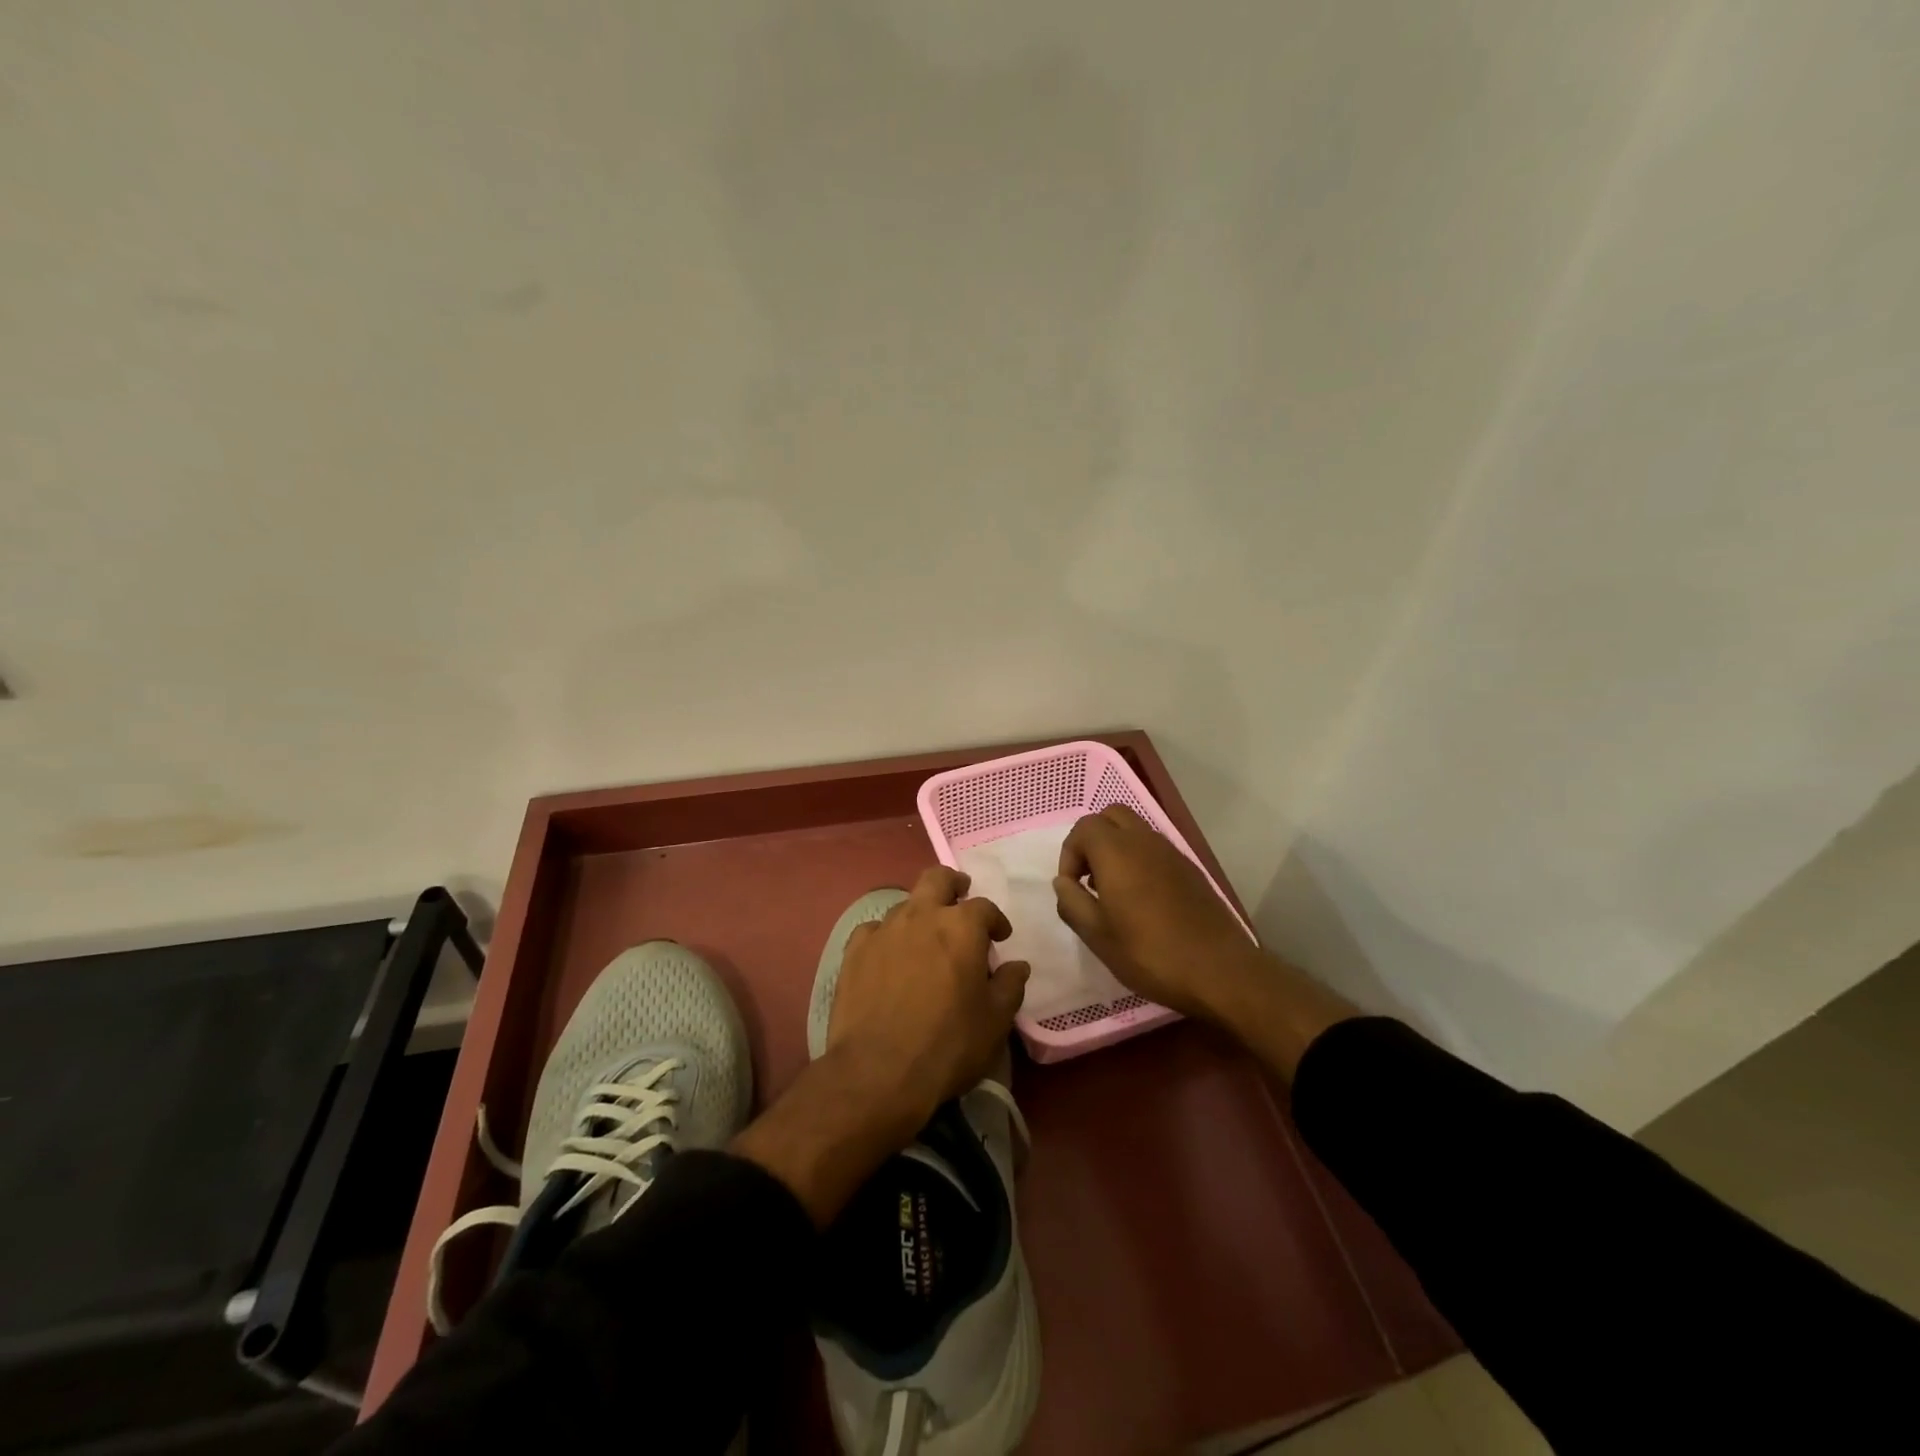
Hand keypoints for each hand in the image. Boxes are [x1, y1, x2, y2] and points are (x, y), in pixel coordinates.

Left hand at [734, 867, 1027, 1226]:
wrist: (877, 1072)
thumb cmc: (948, 1045)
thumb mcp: (994, 1022)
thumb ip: (1010, 986)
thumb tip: (1018, 965)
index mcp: (961, 927)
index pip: (984, 907)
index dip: (996, 920)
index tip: (1001, 937)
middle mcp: (921, 915)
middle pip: (937, 879)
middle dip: (952, 884)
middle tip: (960, 897)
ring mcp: (884, 930)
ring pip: (905, 904)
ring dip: (920, 914)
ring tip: (925, 938)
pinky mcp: (854, 950)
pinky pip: (874, 930)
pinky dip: (887, 937)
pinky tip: (889, 956)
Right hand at [1053, 804, 1264, 1023]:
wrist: (1219, 971)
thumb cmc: (1150, 954)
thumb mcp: (1098, 936)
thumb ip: (1072, 903)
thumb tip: (1063, 882)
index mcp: (1117, 852)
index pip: (1083, 828)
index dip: (1069, 854)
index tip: (1072, 888)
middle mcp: (1144, 841)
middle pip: (1111, 816)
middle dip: (1092, 839)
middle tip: (1089, 877)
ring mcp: (1172, 852)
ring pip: (1135, 829)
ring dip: (1116, 848)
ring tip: (1113, 890)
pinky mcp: (1190, 868)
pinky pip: (1155, 848)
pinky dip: (1138, 858)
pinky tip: (1141, 899)